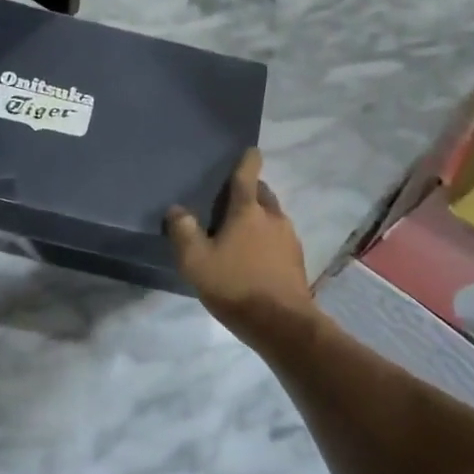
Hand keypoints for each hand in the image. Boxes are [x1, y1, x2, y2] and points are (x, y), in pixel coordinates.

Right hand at [167, 150, 316, 346]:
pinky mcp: (296, 260)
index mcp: (248, 212)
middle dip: (250, 190)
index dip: (247, 161)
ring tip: (240, 230)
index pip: (247, 176)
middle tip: (232, 198)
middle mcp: (273, 218)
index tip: (250, 150)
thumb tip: (176, 210)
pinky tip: (255, 255)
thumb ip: (183, 232)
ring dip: (259, 216)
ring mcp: (289, 239)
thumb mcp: (196, 262)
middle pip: (263, 194)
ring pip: (273, 216)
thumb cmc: (235, 286)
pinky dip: (267, 238)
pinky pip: (279, 238)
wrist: (281, 323)